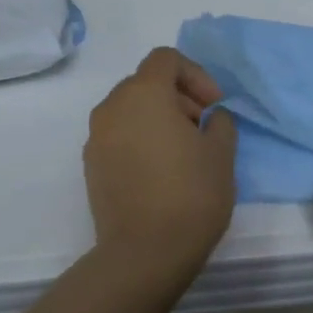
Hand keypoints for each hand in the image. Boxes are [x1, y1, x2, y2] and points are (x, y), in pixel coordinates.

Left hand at [84, 48, 237, 281]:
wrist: (144, 253)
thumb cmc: (191, 194)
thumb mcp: (222, 152)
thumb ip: (220, 121)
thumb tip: (210, 117)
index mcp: (143, 93)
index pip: (166, 59)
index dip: (196, 75)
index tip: (213, 106)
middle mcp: (112, 107)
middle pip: (146, 82)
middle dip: (178, 97)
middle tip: (203, 128)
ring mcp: (96, 137)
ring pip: (130, 110)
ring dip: (158, 118)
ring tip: (183, 152)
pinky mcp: (91, 165)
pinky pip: (118, 136)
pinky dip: (140, 139)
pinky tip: (161, 172)